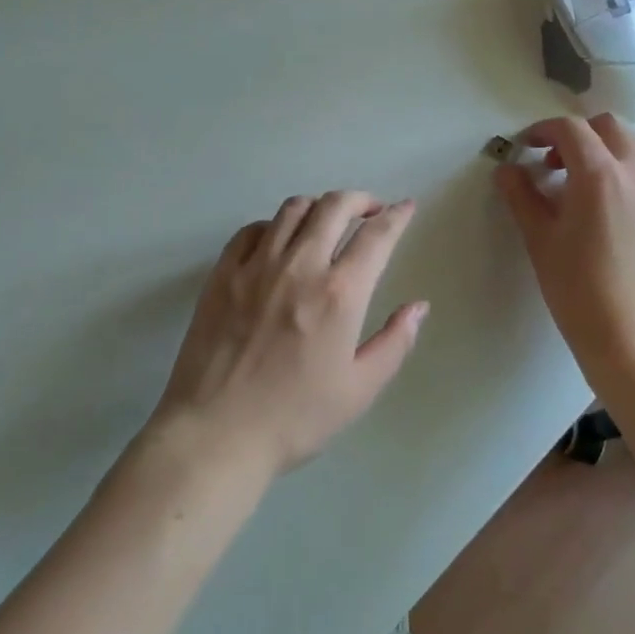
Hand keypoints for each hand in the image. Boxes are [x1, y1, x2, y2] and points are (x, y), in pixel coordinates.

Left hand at [152, 192, 426, 477]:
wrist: (216, 434)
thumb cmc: (295, 418)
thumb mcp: (359, 389)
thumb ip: (394, 343)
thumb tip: (418, 307)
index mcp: (340, 293)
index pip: (377, 236)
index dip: (397, 216)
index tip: (406, 207)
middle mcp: (301, 265)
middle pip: (334, 206)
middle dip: (360, 199)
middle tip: (371, 210)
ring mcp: (257, 265)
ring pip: (293, 209)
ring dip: (319, 206)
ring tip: (327, 221)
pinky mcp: (223, 273)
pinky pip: (253, 229)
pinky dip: (274, 225)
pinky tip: (279, 241)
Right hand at [495, 115, 634, 391]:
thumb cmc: (579, 289)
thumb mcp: (540, 240)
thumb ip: (521, 197)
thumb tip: (507, 170)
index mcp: (599, 174)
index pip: (570, 129)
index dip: (542, 130)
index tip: (524, 147)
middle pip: (607, 127)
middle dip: (576, 134)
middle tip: (551, 162)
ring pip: (633, 146)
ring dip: (603, 148)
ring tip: (578, 181)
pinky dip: (623, 169)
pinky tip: (604, 206)